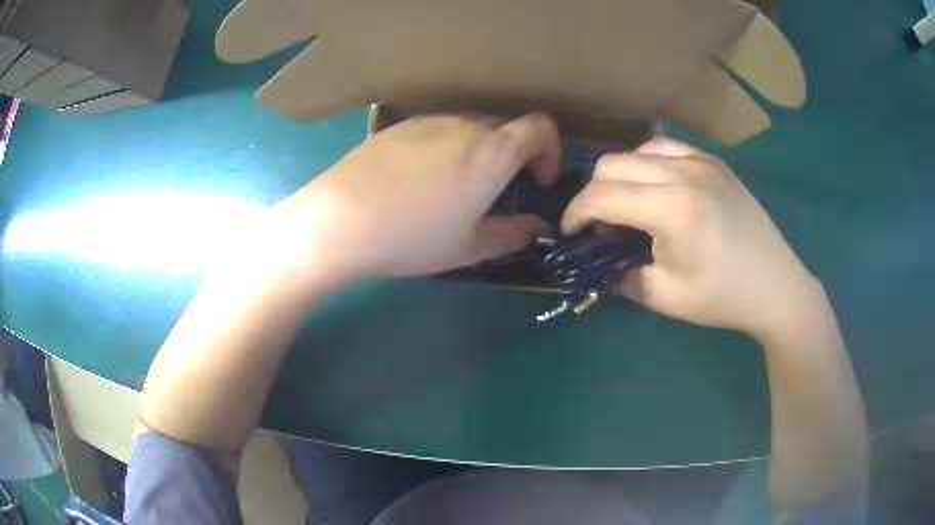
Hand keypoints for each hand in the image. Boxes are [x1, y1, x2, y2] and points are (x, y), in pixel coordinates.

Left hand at [288, 114, 559, 281]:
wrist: (340, 220)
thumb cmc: (411, 238)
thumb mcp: (467, 247)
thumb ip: (510, 235)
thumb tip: (535, 228)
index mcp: (491, 153)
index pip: (540, 127)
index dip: (549, 149)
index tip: (537, 179)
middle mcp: (464, 126)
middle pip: (505, 127)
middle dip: (513, 154)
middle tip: (495, 190)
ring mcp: (428, 121)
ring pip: (469, 127)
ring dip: (478, 150)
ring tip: (453, 186)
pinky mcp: (399, 126)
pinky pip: (437, 129)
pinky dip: (446, 146)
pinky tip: (418, 178)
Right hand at [562, 138, 820, 340]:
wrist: (776, 286)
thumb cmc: (723, 298)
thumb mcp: (664, 297)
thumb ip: (620, 275)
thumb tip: (599, 258)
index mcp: (672, 209)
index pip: (602, 195)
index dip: (576, 213)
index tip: (570, 233)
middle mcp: (684, 172)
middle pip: (612, 164)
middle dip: (594, 194)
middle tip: (602, 227)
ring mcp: (702, 161)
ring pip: (637, 151)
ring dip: (621, 177)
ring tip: (630, 207)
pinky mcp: (714, 162)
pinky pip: (666, 148)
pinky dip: (648, 165)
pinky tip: (657, 189)